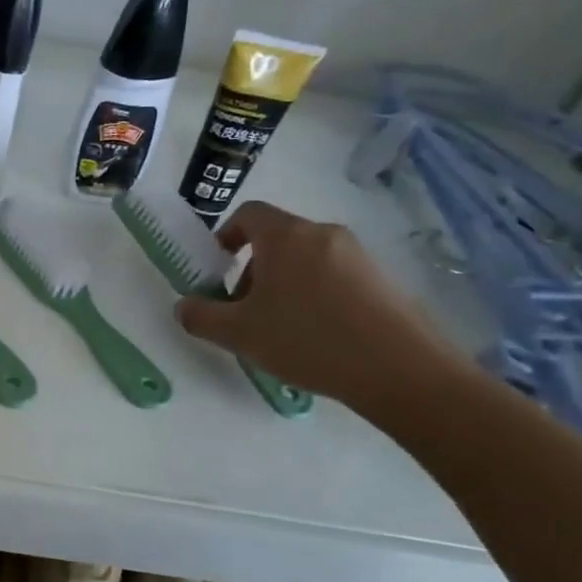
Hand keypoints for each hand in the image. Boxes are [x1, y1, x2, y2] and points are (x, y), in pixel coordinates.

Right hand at [175, 201, 463, 411]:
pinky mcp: (381, 278)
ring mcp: (357, 254)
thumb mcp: (239, 333)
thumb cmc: (307, 339)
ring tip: (280, 328)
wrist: (398, 368)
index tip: (218, 268)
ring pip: (305, 258)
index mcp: (286, 236)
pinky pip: (333, 275)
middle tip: (244, 309)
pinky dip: (314, 294)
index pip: (248, 213)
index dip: (226, 235)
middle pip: (277, 238)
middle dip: (252, 269)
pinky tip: (316, 336)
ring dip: (283, 284)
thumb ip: (202, 317)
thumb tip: (183, 307)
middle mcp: (322, 233)